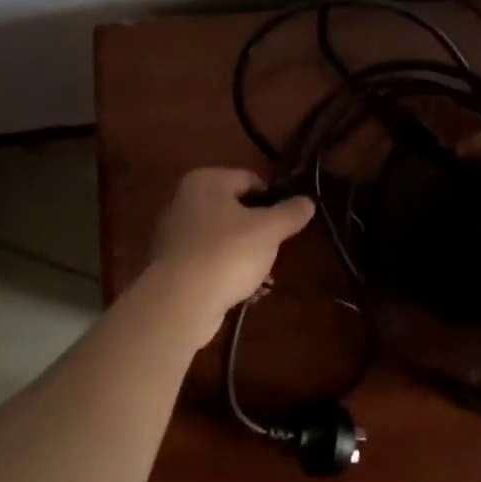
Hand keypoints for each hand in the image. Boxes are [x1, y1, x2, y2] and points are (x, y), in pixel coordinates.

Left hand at [146, 168, 314, 319]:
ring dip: (246, 256)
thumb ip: (290, 212)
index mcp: (205, 181)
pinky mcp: (172, 267)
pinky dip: (227, 273)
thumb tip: (308, 201)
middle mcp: (185, 201)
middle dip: (260, 231)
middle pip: (236, 210)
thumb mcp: (269, 230)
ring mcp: (175, 235)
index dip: (274, 198)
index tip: (289, 219)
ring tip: (265, 277)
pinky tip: (245, 292)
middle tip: (278, 249)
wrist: (180, 303)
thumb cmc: (227, 253)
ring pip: (224, 239)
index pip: (250, 179)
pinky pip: (210, 262)